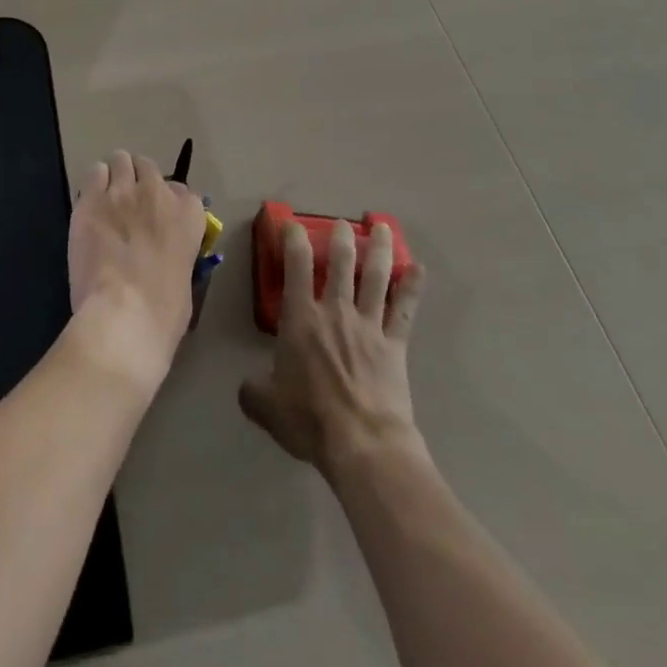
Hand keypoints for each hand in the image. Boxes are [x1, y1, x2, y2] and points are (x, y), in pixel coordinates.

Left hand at [66, 151, 205, 396]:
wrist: (124, 313)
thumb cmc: (163, 311)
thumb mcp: (185, 277)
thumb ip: (177, 252)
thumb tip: (164, 256)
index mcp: (188, 214)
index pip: (182, 191)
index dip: (168, 202)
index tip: (159, 217)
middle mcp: (157, 193)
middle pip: (147, 166)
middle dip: (139, 180)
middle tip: (129, 203)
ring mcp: (122, 191)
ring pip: (120, 160)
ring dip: (115, 176)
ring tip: (107, 198)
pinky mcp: (91, 199)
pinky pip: (94, 174)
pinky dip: (94, 184)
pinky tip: (90, 204)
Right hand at [239, 220, 426, 472]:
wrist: (362, 443)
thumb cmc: (309, 420)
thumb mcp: (265, 406)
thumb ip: (253, 390)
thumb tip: (247, 386)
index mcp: (300, 318)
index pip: (296, 266)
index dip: (293, 239)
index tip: (292, 224)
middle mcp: (335, 311)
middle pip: (341, 263)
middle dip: (341, 238)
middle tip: (343, 223)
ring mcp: (369, 325)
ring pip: (375, 276)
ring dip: (378, 249)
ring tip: (381, 226)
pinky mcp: (394, 344)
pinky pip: (404, 310)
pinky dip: (412, 287)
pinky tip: (419, 269)